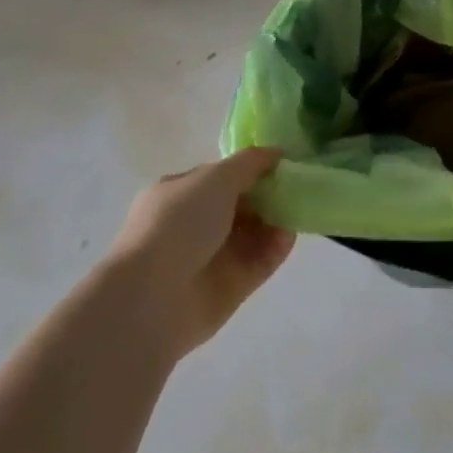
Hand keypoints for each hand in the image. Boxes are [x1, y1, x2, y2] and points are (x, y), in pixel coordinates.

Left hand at [108, 148, 294, 358]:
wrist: (152, 298)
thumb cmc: (178, 224)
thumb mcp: (216, 177)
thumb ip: (250, 162)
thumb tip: (276, 153)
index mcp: (180, 194)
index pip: (222, 177)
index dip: (252, 169)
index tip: (282, 164)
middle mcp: (193, 225)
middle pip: (241, 205)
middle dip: (269, 195)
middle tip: (297, 187)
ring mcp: (211, 258)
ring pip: (253, 234)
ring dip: (277, 221)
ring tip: (299, 209)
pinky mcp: (228, 288)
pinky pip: (259, 262)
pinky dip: (276, 249)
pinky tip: (290, 236)